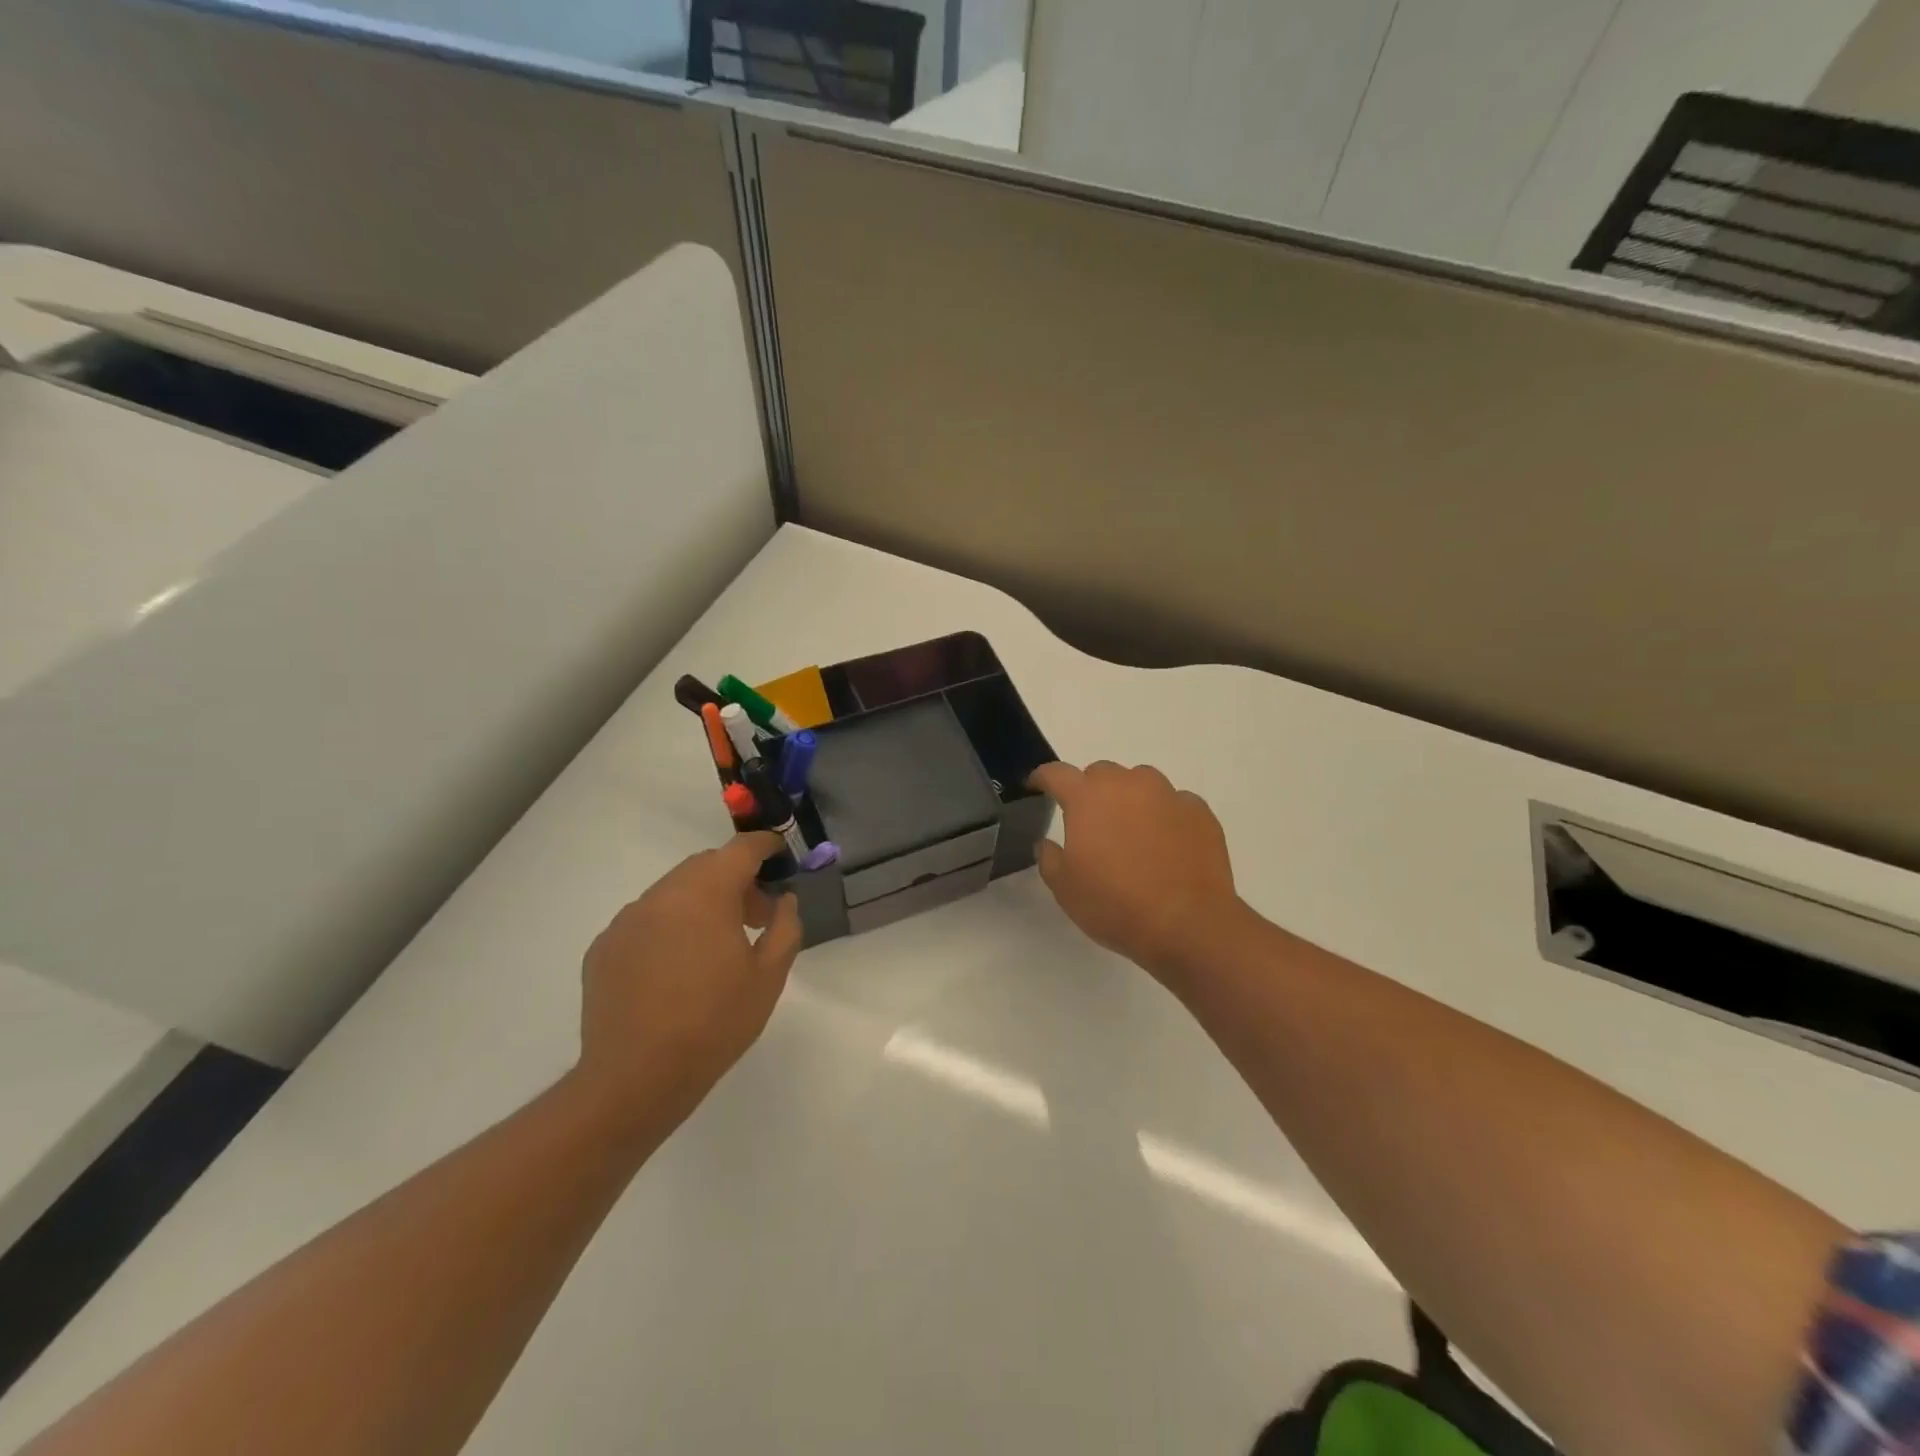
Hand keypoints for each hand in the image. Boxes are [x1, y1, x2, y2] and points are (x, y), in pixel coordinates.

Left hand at [574, 832, 803, 1136]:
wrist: (635, 1078)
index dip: (766, 846)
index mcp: (706, 893)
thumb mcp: (769, 976)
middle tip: (755, 917)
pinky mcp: (604, 947)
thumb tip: (783, 899)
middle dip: (735, 879)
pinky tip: (675, 970)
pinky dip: (669, 927)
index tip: (781, 857)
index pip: (741, 848)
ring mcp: (627, 919)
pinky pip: (646, 920)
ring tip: (715, 946)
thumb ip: (785, 926)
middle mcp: (662, 895)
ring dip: (701, 902)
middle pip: (706, 865)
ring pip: (673, 892)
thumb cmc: (714, 1023)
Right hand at [1029, 761, 1245, 987]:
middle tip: (1090, 824)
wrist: (1188, 924)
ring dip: (1129, 799)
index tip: (1037, 786)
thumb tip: (1048, 843)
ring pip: (1140, 783)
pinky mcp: (1199, 811)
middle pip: (1101, 773)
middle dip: (1090, 791)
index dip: (1042, 778)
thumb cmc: (1115, 904)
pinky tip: (1166, 845)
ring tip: (1132, 833)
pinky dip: (1164, 816)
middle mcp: (1128, 784)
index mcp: (1087, 797)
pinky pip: (1174, 803)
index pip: (1056, 773)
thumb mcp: (1064, 888)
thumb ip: (1049, 857)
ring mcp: (1168, 794)